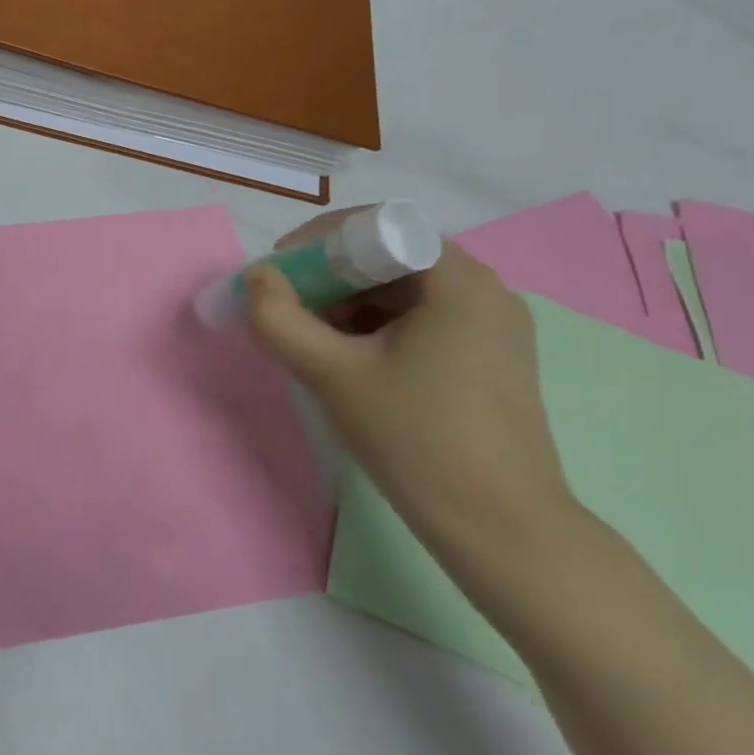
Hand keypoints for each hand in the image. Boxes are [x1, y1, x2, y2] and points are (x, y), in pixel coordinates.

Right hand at [241, 211, 577, 562]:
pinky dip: (376, 329)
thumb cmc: (414, 438)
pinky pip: (421, 321)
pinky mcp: (489, 360)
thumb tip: (254, 278)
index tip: (278, 276)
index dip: (318, 243)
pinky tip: (347, 362)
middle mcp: (485, 291)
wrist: (499, 526)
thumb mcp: (331, 373)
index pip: (378, 227)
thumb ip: (279, 319)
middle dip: (328, 278)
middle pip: (390, 258)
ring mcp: (492, 327)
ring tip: (309, 341)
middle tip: (284, 311)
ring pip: (402, 292)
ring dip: (348, 305)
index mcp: (459, 280)